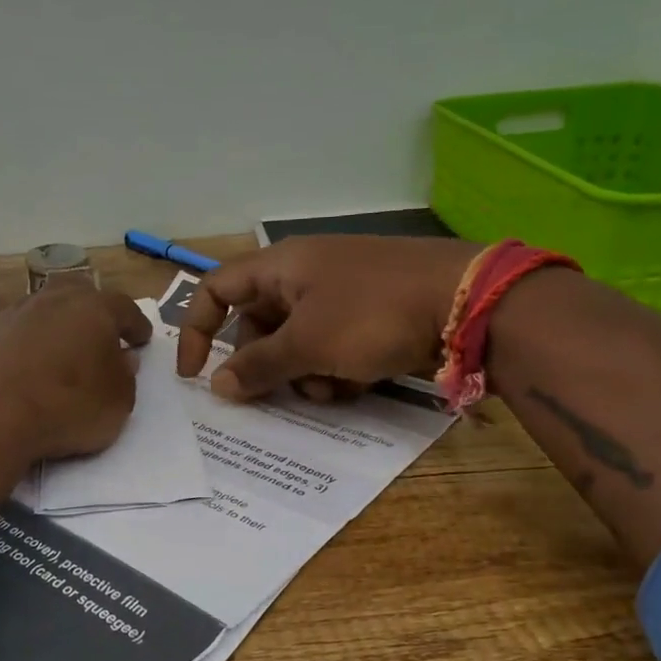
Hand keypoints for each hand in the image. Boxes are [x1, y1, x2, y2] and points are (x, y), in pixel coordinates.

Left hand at [0, 282, 152, 459]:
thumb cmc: (68, 406)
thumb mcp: (118, 402)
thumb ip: (124, 377)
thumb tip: (121, 359)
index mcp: (93, 308)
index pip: (124, 308)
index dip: (135, 324)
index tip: (141, 339)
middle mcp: (50, 300)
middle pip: (76, 294)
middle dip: (89, 312)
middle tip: (96, 334)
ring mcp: (8, 315)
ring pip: (36, 311)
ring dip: (48, 327)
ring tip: (53, 353)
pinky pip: (4, 337)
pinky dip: (14, 348)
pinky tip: (14, 370)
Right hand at [175, 236, 479, 401]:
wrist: (467, 303)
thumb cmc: (373, 314)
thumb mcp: (308, 344)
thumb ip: (258, 366)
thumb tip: (218, 385)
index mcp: (280, 267)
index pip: (215, 290)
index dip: (196, 330)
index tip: (194, 376)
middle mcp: (303, 276)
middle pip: (256, 324)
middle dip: (263, 363)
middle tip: (272, 394)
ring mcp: (338, 295)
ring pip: (295, 342)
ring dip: (301, 373)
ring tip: (327, 389)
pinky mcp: (367, 316)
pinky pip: (329, 347)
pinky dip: (333, 370)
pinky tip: (354, 385)